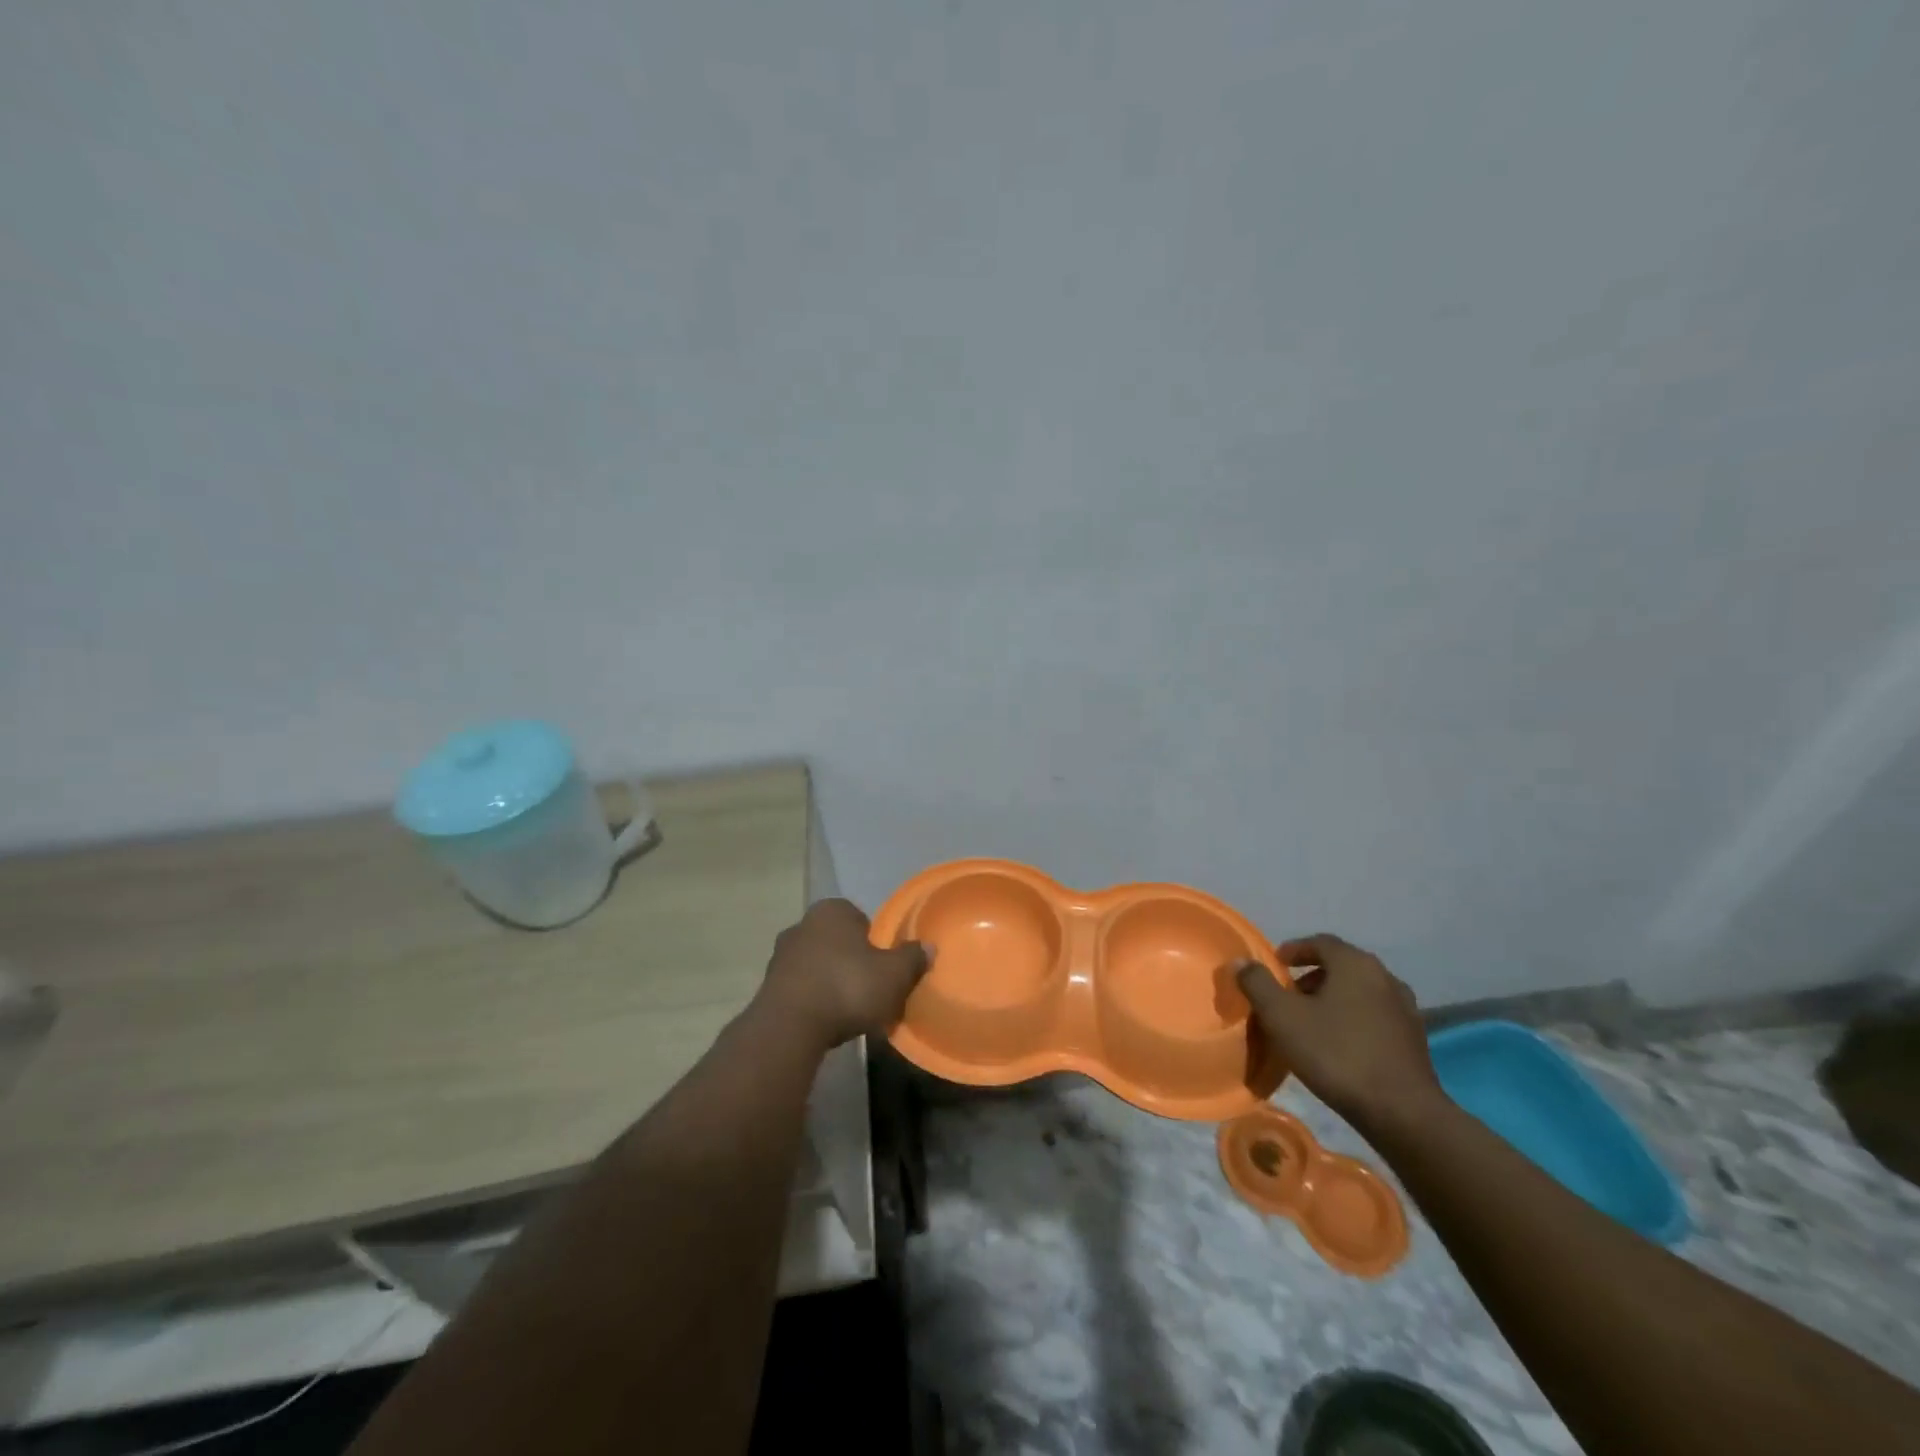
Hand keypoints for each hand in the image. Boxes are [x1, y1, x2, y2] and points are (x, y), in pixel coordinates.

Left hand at [754, 899, 929, 1052]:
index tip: (883, 966)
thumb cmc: (847, 988)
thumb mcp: (894, 975)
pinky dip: (813, 999)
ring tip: (848, 1010)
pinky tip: (826, 1021)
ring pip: (817, 964)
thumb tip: (928, 946)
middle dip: (851, 960)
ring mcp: (780, 955)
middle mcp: (802, 924)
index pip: (859, 918)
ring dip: (830, 981)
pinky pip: (801, 988)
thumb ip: (912, 958)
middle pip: (837, 941)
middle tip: (869, 987)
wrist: (789, 1027)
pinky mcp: (767, 986)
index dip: (874, 942)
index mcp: (832, 910)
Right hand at [1235, 933, 1443, 1135]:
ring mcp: (1405, 1009)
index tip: (1275, 966)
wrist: (1402, 1113)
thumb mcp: (1282, 1017)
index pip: (1320, 942)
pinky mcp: (1414, 1039)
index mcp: (1355, 964)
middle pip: (1341, 966)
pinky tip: (1339, 1046)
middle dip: (1310, 977)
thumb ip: (1257, 983)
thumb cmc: (1336, 1054)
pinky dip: (1353, 1020)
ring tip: (1310, 1023)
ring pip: (1359, 992)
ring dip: (1333, 999)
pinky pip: (1374, 1016)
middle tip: (1287, 997)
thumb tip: (1242, 962)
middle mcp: (1385, 977)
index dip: (1293, 950)